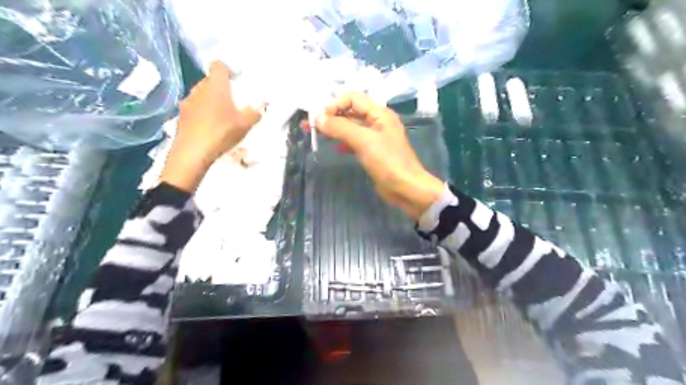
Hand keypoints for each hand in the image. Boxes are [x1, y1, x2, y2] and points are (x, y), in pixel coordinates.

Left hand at [162, 62, 262, 192]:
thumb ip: (255, 112)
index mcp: (216, 86)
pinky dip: (202, 114)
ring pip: (201, 95)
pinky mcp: (180, 116)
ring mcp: (187, 102)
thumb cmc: (221, 132)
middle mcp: (199, 89)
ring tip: (222, 116)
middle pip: (210, 81)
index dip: (227, 69)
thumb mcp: (245, 124)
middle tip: (233, 101)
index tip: (236, 80)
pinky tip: (209, 128)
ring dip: (210, 101)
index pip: (218, 66)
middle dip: (221, 88)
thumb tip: (261, 106)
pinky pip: (194, 109)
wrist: (193, 152)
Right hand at [314, 92, 445, 221]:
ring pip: (351, 127)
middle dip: (331, 117)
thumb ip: (340, 127)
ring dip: (335, 129)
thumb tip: (318, 118)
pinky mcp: (373, 152)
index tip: (320, 119)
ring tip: (316, 135)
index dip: (335, 105)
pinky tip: (335, 148)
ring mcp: (375, 137)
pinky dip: (343, 142)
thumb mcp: (363, 141)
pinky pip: (355, 141)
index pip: (352, 98)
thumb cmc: (387, 162)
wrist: (406, 188)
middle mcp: (377, 121)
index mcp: (379, 113)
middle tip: (310, 126)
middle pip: (350, 112)